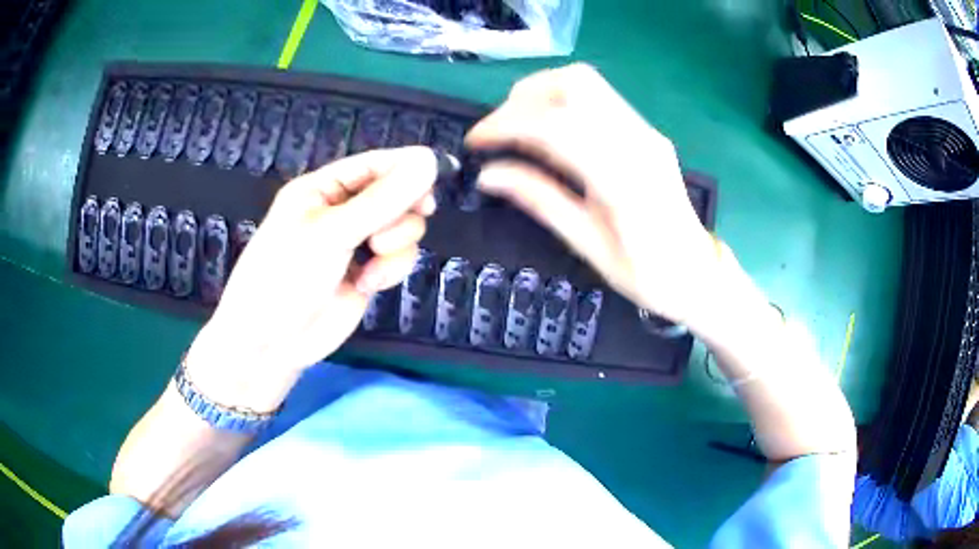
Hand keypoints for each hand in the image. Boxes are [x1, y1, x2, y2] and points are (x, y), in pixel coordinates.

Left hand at [185, 147, 437, 410]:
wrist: (271, 342)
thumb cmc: (287, 275)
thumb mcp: (331, 231)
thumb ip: (383, 199)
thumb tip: (429, 159)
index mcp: (323, 188)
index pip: (374, 164)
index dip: (406, 166)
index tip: (438, 173)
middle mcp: (342, 211)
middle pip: (396, 195)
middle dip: (400, 213)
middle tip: (391, 227)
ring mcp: (356, 244)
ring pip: (403, 229)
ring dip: (397, 244)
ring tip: (373, 258)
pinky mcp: (368, 273)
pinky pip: (399, 258)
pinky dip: (391, 269)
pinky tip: (369, 283)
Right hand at [467, 64, 717, 327]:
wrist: (698, 273)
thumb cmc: (646, 273)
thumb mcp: (588, 245)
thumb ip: (540, 200)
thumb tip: (488, 175)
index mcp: (623, 177)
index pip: (555, 125)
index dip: (506, 124)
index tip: (477, 141)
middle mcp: (638, 140)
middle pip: (574, 84)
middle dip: (523, 97)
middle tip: (499, 131)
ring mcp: (646, 131)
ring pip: (586, 83)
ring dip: (542, 94)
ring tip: (518, 128)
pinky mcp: (647, 131)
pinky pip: (598, 99)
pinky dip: (562, 103)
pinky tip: (549, 132)